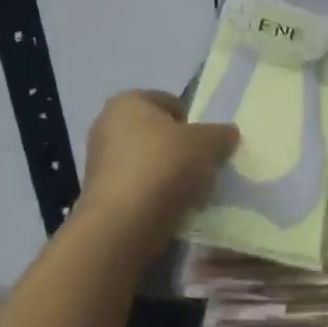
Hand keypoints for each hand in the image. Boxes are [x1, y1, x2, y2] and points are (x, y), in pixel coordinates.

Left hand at [77, 91, 237, 263]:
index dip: (193, 120)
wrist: (123, 224)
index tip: (206, 143)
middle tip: (202, 166)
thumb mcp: (206, 143)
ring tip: (190, 190)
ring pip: (148, 162)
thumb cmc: (163, 165)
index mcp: (127, 102)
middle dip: (180, 148)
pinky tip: (172, 207)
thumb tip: (228, 135)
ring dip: (169, 173)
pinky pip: (139, 187)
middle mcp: (106, 125)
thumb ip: (221, 134)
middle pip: (158, 133)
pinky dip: (155, 195)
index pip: (170, 102)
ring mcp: (99, 163)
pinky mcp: (100, 195)